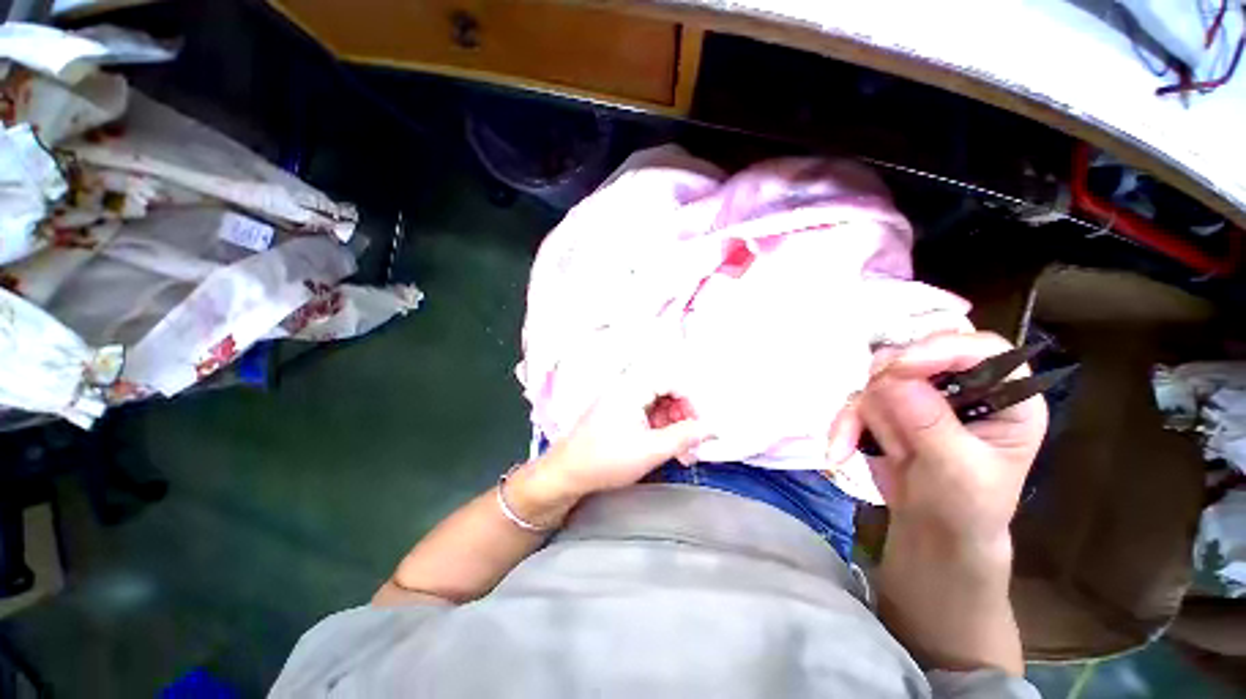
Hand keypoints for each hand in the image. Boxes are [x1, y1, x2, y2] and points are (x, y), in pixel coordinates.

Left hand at [531, 368, 711, 502]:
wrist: (566, 474)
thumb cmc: (606, 460)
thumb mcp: (650, 450)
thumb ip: (684, 437)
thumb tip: (710, 428)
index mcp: (631, 388)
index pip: (670, 380)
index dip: (689, 401)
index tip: (698, 425)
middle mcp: (625, 387)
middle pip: (664, 390)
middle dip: (682, 415)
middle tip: (691, 442)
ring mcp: (619, 399)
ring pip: (656, 403)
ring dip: (672, 424)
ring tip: (680, 451)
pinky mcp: (616, 411)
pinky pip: (645, 411)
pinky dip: (658, 427)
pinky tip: (664, 447)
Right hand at [828, 331, 1047, 543]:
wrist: (932, 533)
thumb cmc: (965, 509)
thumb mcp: (959, 472)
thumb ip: (930, 424)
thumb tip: (893, 378)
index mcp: (1005, 397)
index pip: (982, 350)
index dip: (941, 349)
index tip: (898, 368)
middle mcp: (962, 387)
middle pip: (919, 356)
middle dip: (889, 385)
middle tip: (873, 411)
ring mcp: (920, 395)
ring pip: (878, 379)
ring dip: (865, 415)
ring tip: (863, 450)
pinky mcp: (886, 406)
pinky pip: (856, 401)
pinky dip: (844, 424)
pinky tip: (840, 450)